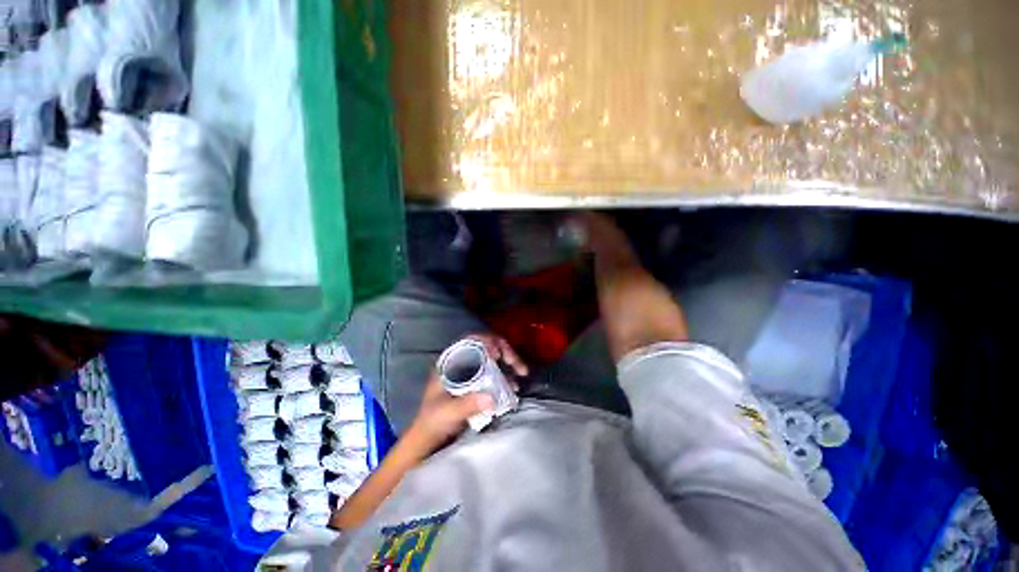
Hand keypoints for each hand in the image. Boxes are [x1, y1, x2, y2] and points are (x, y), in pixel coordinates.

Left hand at [405, 334, 528, 455]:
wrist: (433, 438)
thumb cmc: (433, 421)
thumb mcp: (447, 413)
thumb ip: (466, 405)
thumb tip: (491, 398)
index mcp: (450, 361)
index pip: (470, 340)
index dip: (486, 341)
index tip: (497, 354)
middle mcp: (462, 361)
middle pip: (487, 346)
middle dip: (504, 350)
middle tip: (515, 363)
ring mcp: (472, 371)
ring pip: (494, 357)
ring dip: (510, 362)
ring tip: (522, 372)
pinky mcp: (480, 382)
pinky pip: (498, 372)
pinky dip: (508, 376)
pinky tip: (514, 386)